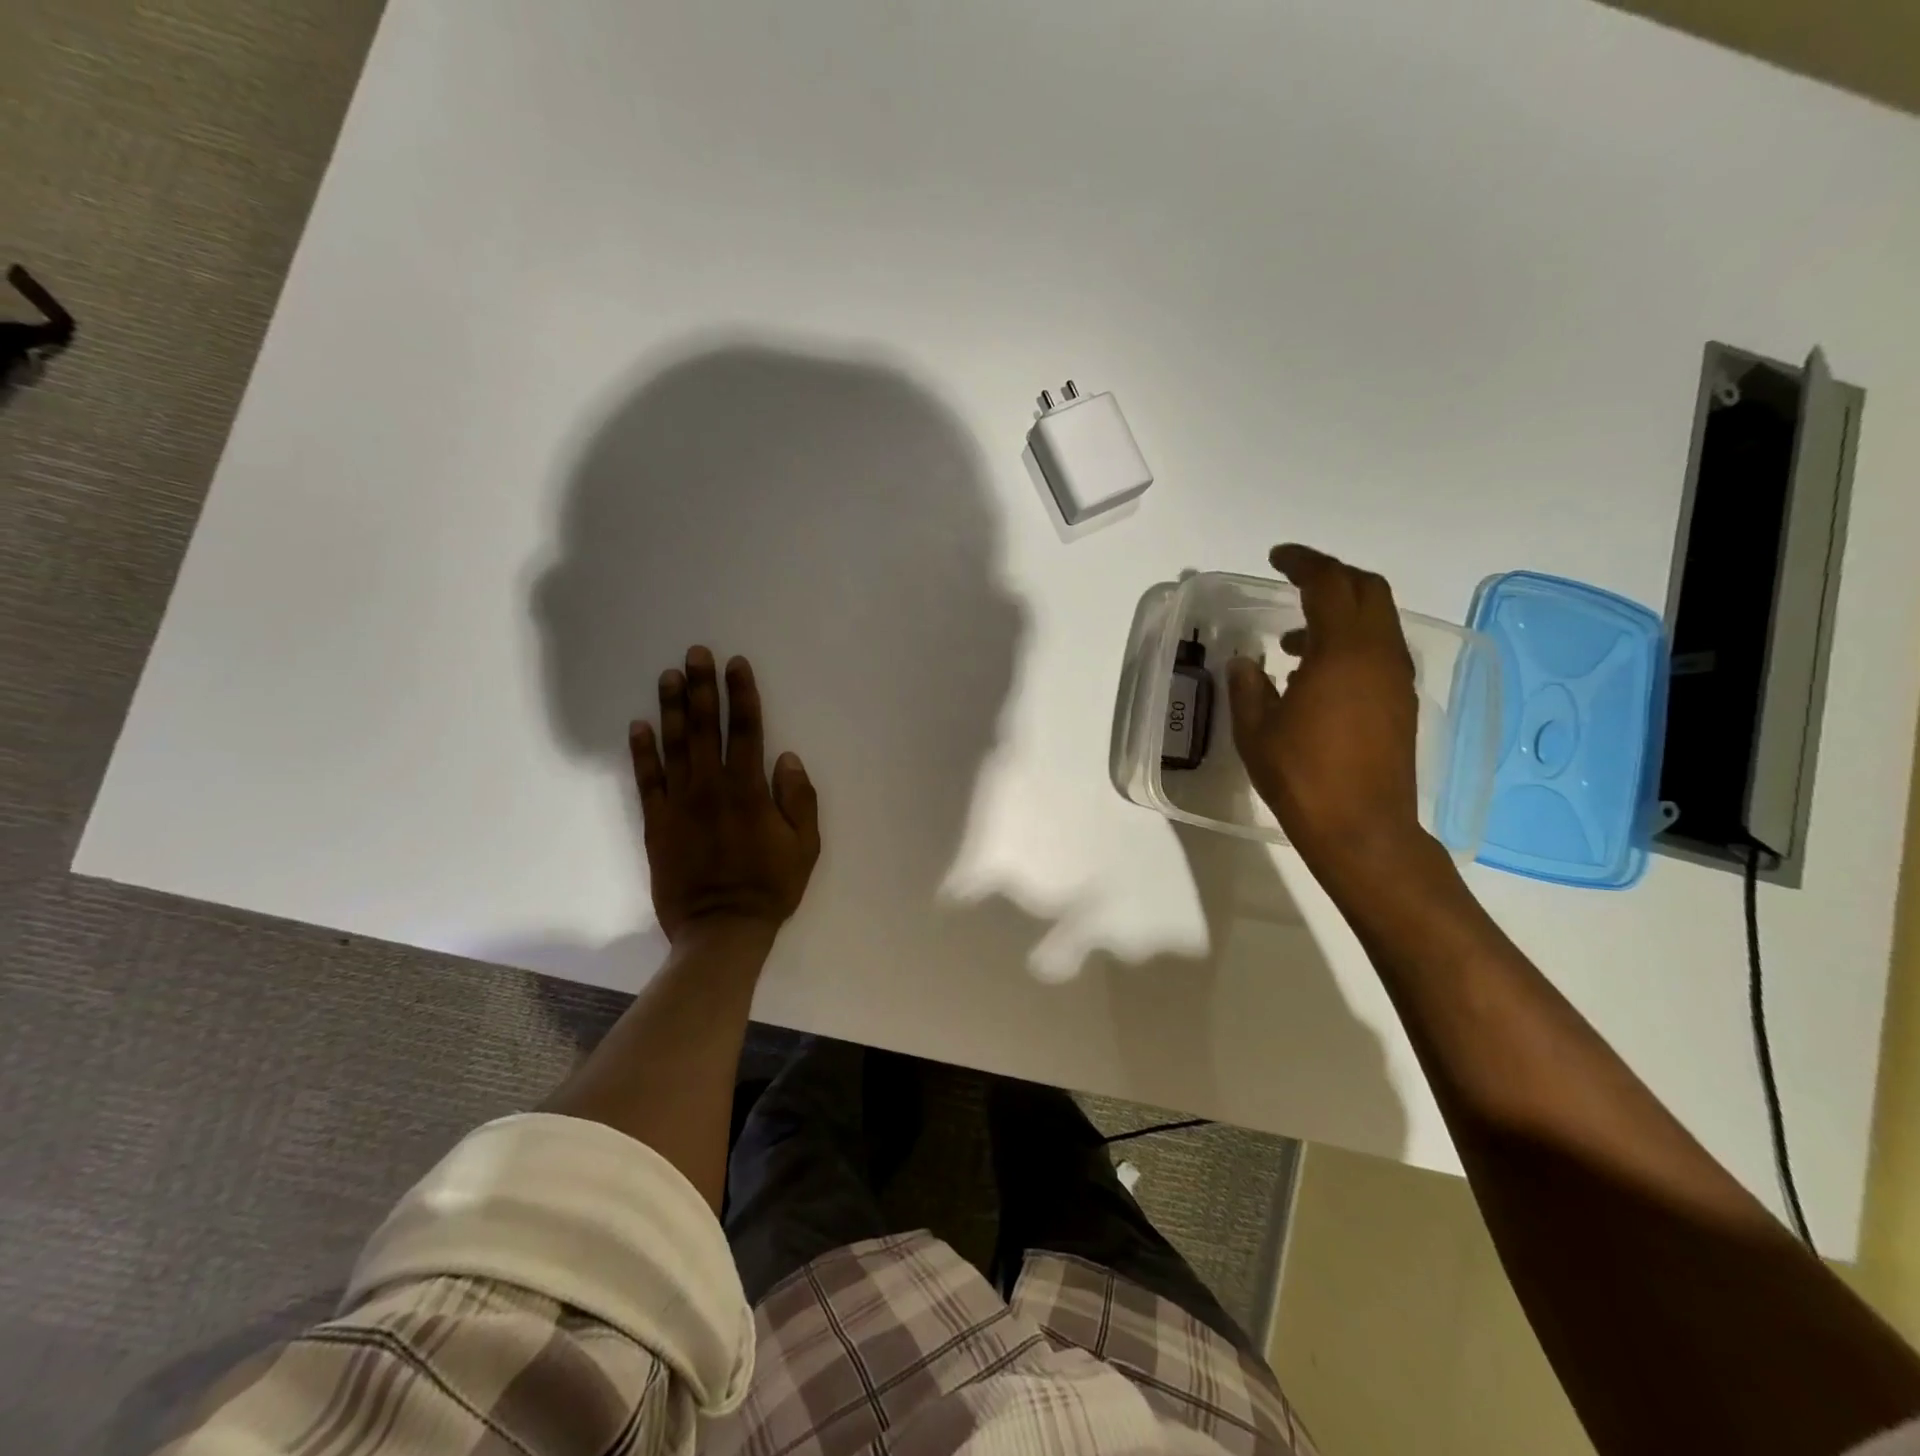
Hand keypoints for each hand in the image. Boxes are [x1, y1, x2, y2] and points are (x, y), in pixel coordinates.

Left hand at [630, 647, 820, 941]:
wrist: (721, 929)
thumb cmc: (770, 886)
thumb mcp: (805, 846)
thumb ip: (798, 799)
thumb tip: (786, 757)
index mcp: (749, 790)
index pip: (747, 730)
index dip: (742, 694)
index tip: (736, 664)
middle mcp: (712, 787)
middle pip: (707, 727)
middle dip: (703, 687)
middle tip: (696, 653)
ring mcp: (680, 803)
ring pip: (675, 746)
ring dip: (673, 708)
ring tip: (669, 675)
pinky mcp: (657, 823)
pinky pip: (647, 780)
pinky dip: (642, 752)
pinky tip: (639, 725)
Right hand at [1227, 545, 1432, 885]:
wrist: (1363, 829)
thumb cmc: (1303, 776)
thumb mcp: (1256, 731)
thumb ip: (1247, 686)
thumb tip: (1246, 661)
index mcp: (1342, 652)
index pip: (1328, 584)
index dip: (1303, 562)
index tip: (1277, 557)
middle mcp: (1379, 655)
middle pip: (1367, 589)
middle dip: (1330, 576)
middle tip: (1293, 582)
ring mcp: (1396, 678)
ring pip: (1378, 619)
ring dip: (1341, 612)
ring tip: (1295, 640)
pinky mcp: (1401, 702)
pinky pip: (1380, 650)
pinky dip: (1351, 641)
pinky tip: (1318, 674)